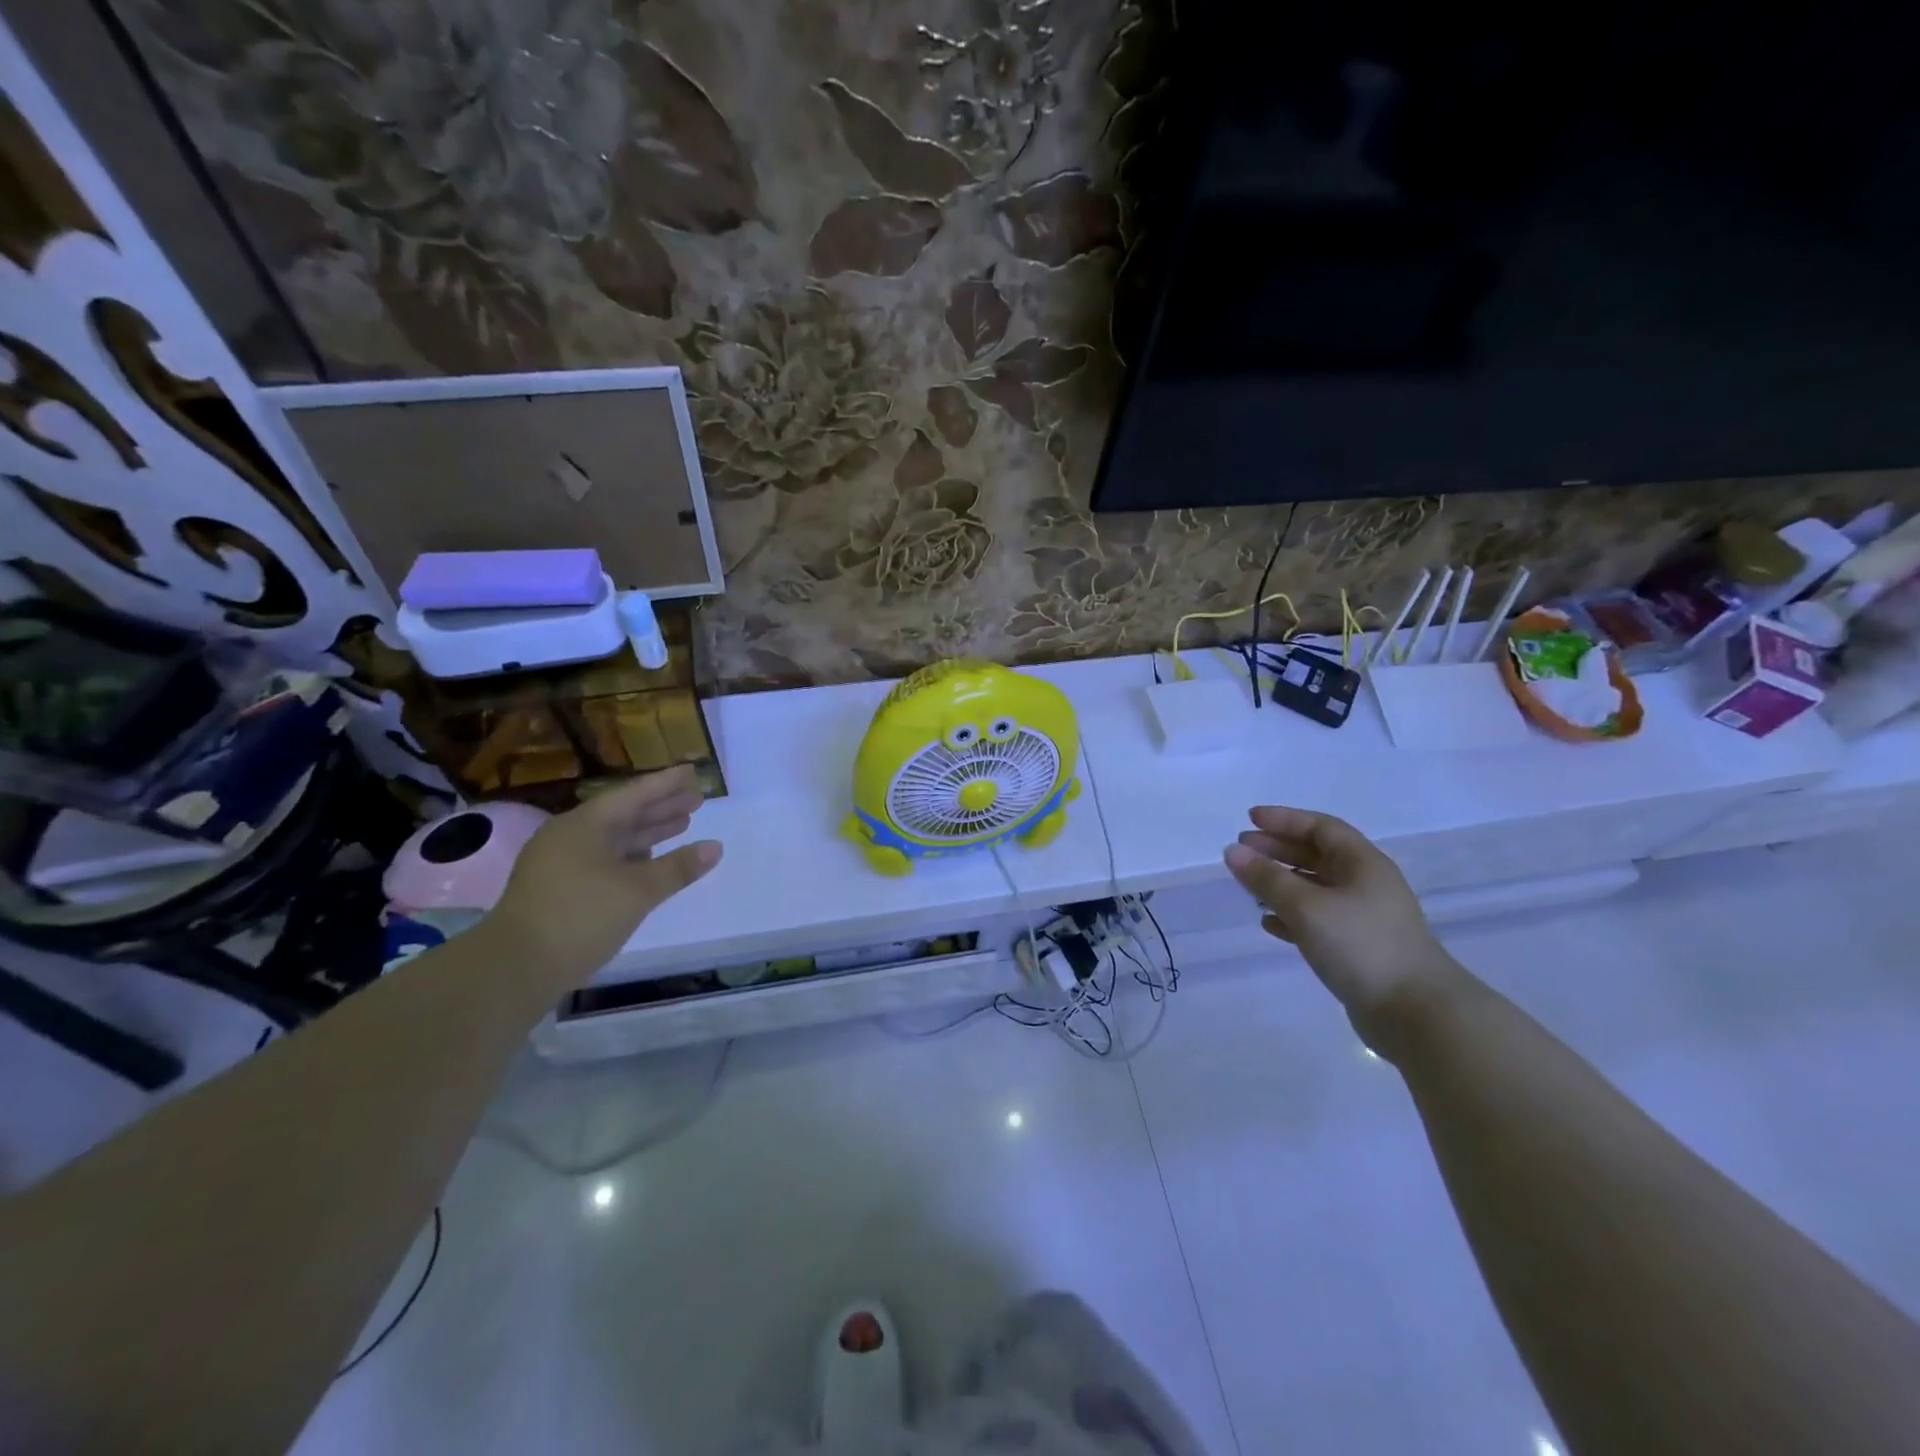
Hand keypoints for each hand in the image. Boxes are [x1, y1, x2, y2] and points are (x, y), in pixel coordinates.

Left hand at [482, 765, 721, 990]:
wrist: (514, 969)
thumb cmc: (580, 917)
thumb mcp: (637, 891)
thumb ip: (678, 868)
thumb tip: (715, 847)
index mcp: (585, 825)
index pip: (634, 795)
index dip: (666, 784)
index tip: (693, 771)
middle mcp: (570, 836)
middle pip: (624, 814)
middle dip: (661, 808)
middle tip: (697, 800)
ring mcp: (560, 863)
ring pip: (613, 839)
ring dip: (648, 833)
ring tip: (682, 825)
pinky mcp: (558, 889)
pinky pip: (603, 859)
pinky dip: (631, 856)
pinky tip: (649, 862)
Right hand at [1224, 806, 1463, 1049]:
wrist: (1416, 1014)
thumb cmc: (1361, 946)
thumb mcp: (1307, 907)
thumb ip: (1267, 878)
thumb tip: (1232, 851)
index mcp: (1363, 864)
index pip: (1321, 828)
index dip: (1284, 819)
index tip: (1250, 818)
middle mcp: (1365, 884)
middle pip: (1317, 855)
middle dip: (1278, 849)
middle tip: (1242, 850)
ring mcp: (1363, 918)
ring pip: (1315, 888)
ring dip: (1281, 882)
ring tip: (1248, 885)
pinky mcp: (1357, 948)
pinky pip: (1317, 920)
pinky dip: (1290, 915)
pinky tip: (1268, 922)